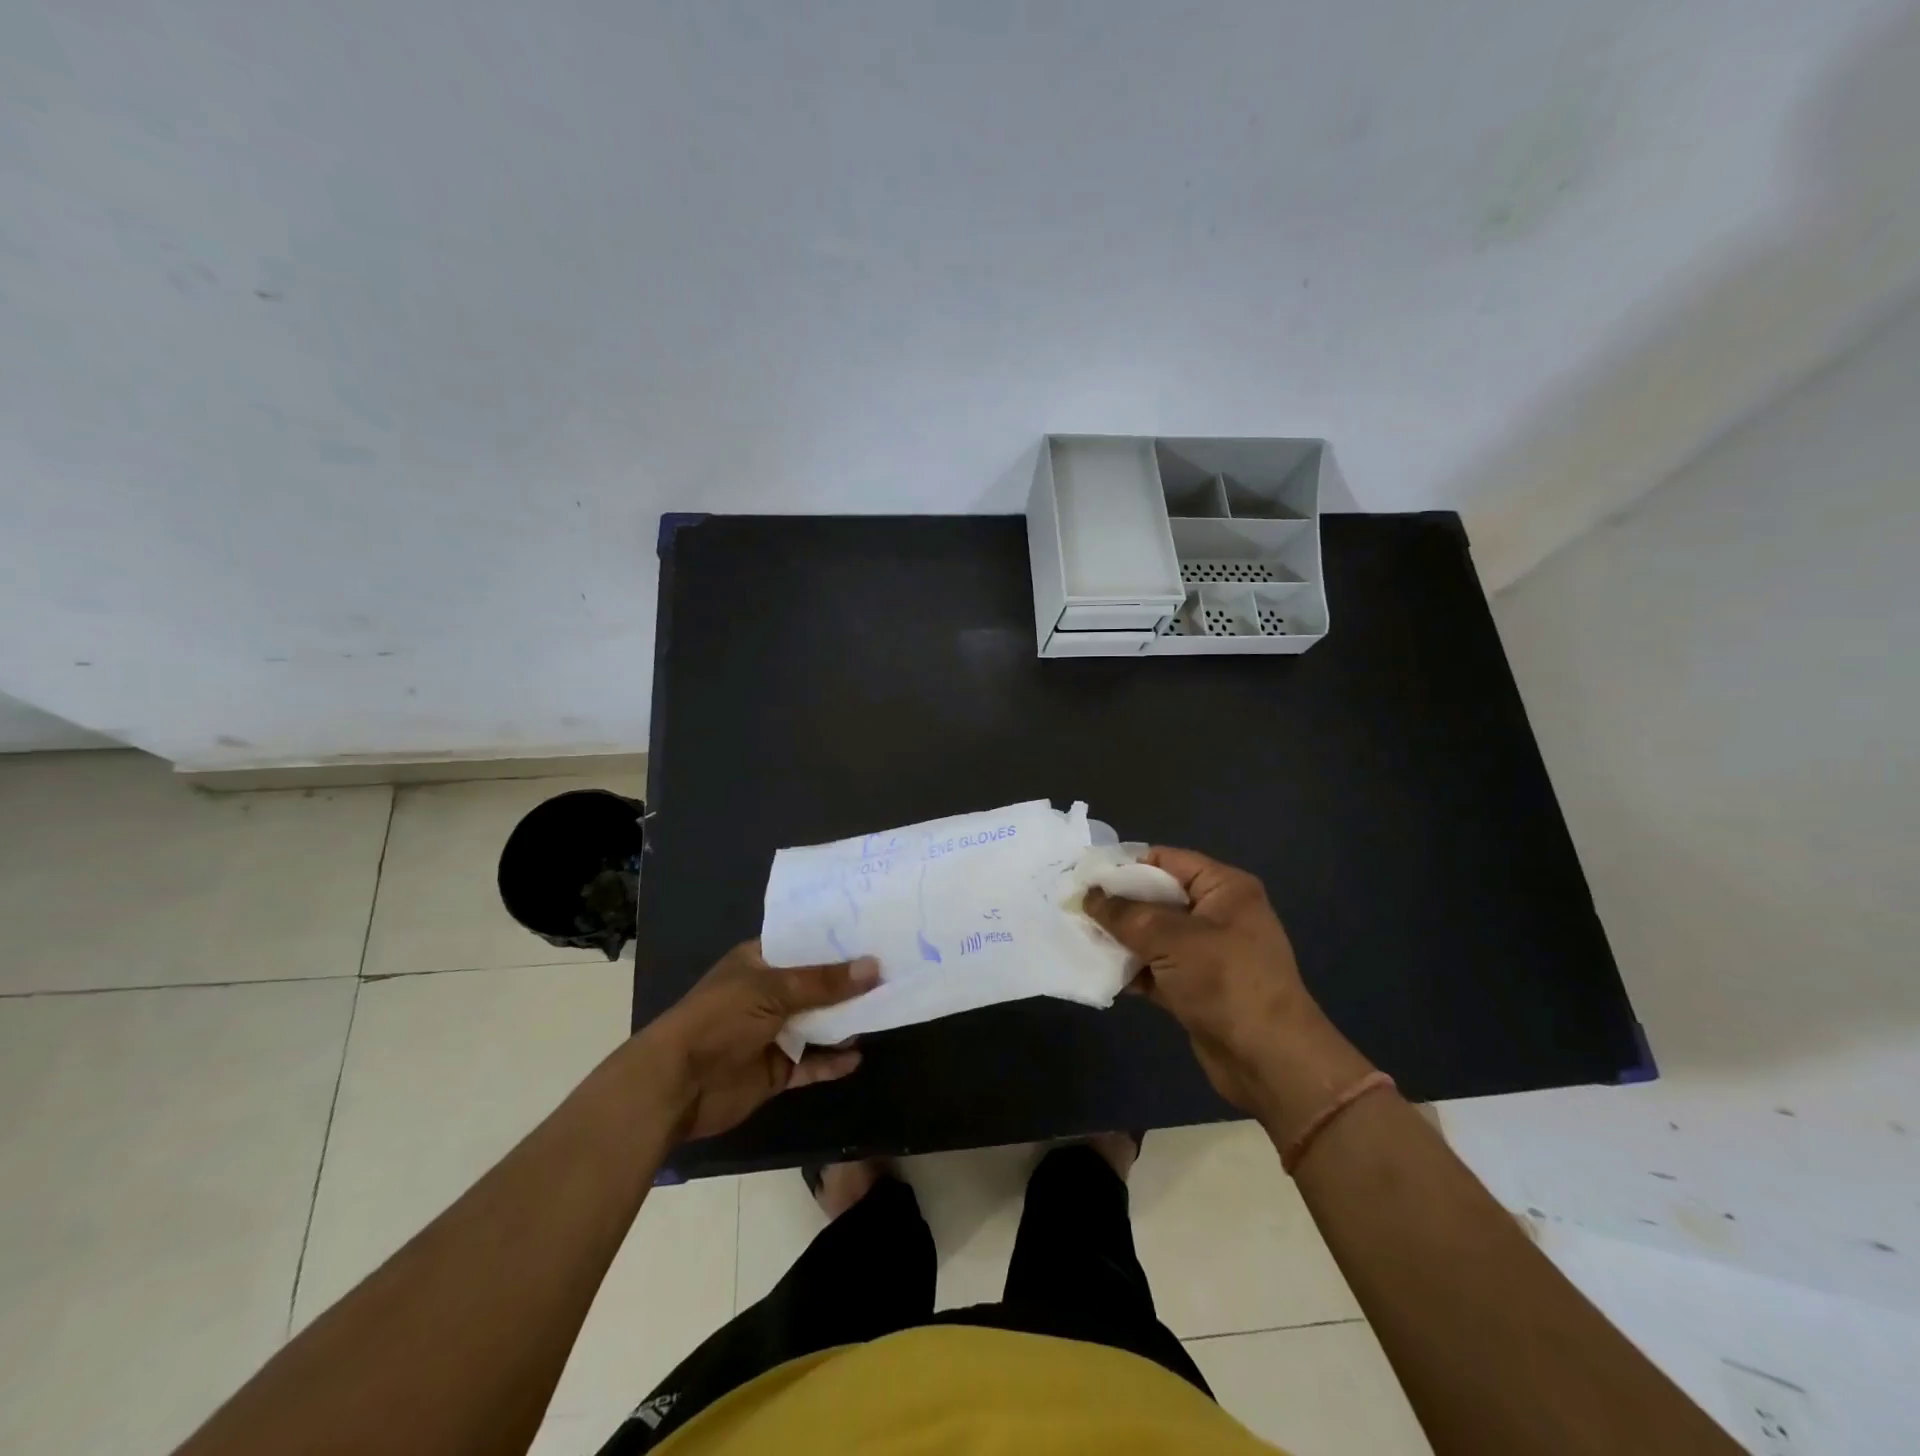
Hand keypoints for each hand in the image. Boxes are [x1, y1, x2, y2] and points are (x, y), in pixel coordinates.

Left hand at [640, 941, 877, 1141]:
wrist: (677, 1085)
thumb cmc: (720, 1019)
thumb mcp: (773, 990)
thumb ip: (824, 982)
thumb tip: (874, 967)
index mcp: (760, 962)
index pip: (804, 943)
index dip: (836, 940)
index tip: (875, 933)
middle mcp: (768, 993)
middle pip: (817, 985)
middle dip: (850, 982)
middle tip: (894, 971)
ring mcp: (773, 1032)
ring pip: (819, 1023)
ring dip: (845, 1022)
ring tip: (886, 1009)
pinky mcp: (776, 1069)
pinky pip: (811, 1063)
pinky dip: (832, 1061)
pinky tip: (857, 1056)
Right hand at [1085, 847, 1368, 1120]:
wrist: (1269, 1061)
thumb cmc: (1225, 982)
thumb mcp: (1171, 939)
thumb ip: (1125, 915)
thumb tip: (1088, 896)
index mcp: (1223, 888)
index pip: (1166, 860)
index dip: (1124, 865)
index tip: (1084, 875)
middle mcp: (1217, 914)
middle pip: (1156, 897)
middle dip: (1116, 904)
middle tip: (1074, 907)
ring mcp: (1207, 952)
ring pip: (1153, 935)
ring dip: (1120, 938)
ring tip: (1078, 937)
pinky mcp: (1196, 987)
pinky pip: (1156, 967)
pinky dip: (1131, 968)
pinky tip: (1098, 970)